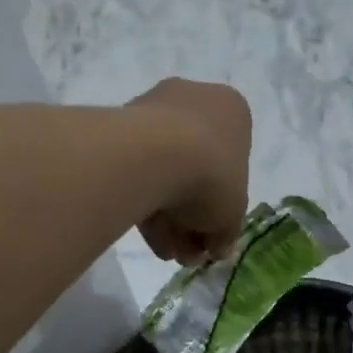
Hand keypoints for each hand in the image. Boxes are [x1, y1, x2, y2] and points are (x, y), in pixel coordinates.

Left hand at [127, 78, 251, 264]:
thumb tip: (218, 247)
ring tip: (167, 253)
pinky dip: (144, 202)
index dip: (224, 205)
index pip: (233, 162)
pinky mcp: (118, 125)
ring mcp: (153, 109)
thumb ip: (227, 232)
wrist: (155, 156)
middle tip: (188, 251)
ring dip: (169, 216)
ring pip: (166, 170)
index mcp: (231, 110)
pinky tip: (148, 239)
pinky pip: (138, 168)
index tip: (213, 235)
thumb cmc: (213, 176)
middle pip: (198, 167)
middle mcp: (194, 99)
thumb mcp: (234, 214)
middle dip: (193, 216)